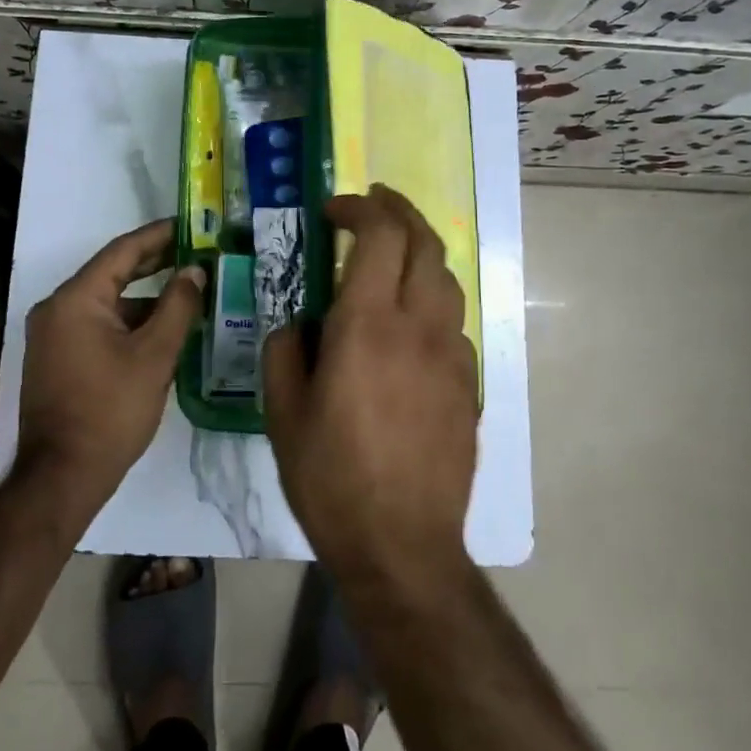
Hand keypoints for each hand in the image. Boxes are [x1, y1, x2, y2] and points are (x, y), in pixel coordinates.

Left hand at [16, 219, 204, 513]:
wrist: (62, 477)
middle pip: (112, 273)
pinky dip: (128, 321)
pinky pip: (97, 324)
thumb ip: (178, 307)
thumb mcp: (154, 356)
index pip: (122, 251)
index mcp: (75, 299)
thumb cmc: (110, 411)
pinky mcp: (57, 358)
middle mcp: (56, 308)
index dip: (158, 236)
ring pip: (106, 302)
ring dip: (144, 297)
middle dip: (154, 263)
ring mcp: (53, 335)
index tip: (190, 226)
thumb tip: (194, 271)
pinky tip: (161, 328)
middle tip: (195, 252)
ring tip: (187, 292)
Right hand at [264, 184, 478, 584]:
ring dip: (419, 251)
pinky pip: (453, 321)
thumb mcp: (282, 413)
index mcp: (367, 325)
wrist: (404, 547)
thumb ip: (285, 351)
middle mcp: (418, 326)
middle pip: (424, 241)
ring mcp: (451, 354)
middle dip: (398, 210)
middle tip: (373, 202)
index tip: (334, 210)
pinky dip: (430, 299)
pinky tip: (409, 322)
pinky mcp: (469, 383)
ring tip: (392, 254)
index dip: (359, 208)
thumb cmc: (332, 478)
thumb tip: (299, 323)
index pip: (379, 235)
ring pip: (446, 277)